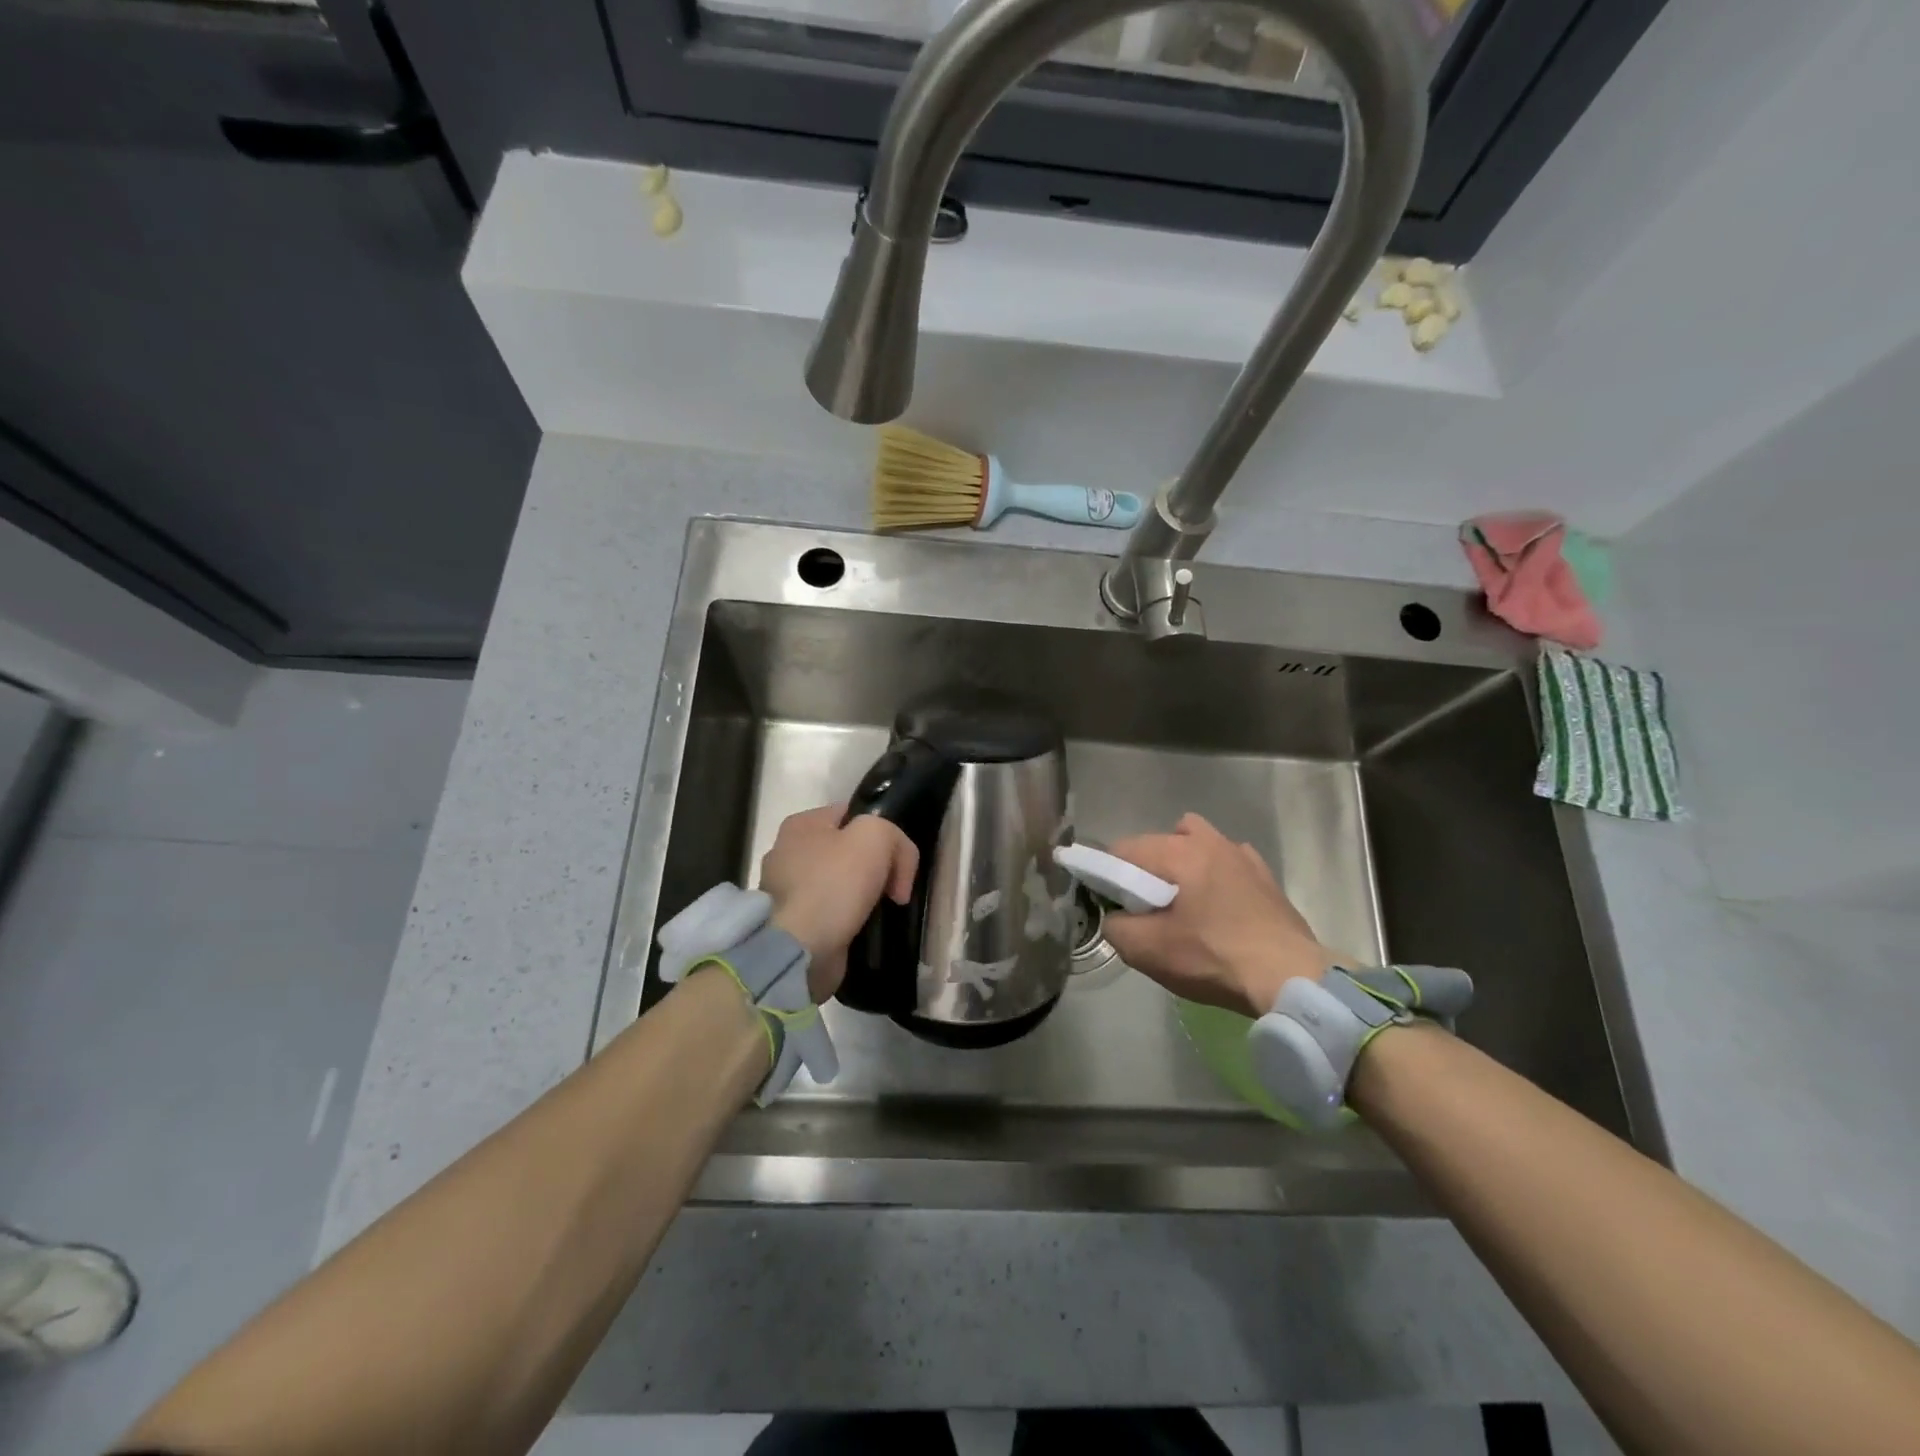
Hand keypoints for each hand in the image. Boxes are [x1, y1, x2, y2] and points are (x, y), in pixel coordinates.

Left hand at [758, 804, 917, 1001]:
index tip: (899, 863)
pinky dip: (846, 921)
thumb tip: (896, 865)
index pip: (854, 815)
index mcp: (801, 824)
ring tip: (879, 913)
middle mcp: (786, 852)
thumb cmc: (834, 884)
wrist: (799, 950)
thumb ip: (893, 836)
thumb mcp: (876, 837)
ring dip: (861, 897)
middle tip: (894, 891)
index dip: (883, 835)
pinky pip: (829, 913)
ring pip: (839, 883)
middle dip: (874, 868)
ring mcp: (784, 891)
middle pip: (847, 850)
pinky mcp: (789, 924)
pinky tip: (859, 929)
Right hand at [1101, 813, 1333, 1018]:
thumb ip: (1115, 927)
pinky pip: (1228, 862)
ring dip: (1183, 865)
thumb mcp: (1147, 950)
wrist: (1291, 978)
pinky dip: (1215, 876)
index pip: (1124, 849)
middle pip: (1160, 841)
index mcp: (1180, 852)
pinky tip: (1220, 908)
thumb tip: (1115, 917)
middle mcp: (1211, 841)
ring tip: (1185, 903)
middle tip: (1148, 908)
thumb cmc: (1213, 958)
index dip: (1109, 875)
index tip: (1113, 905)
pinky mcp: (1266, 877)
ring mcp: (1243, 856)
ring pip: (1198, 842)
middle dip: (1146, 869)